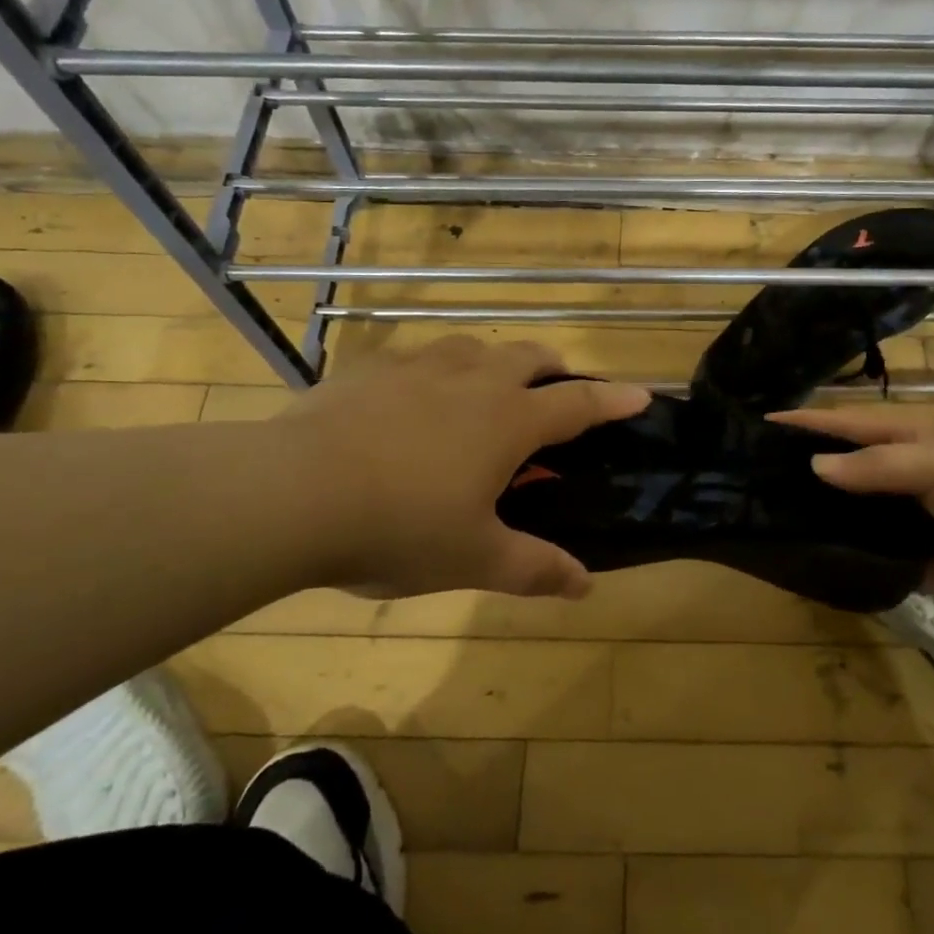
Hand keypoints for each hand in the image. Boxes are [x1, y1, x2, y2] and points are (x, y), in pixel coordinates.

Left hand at [280, 337, 650, 599]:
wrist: (292, 493)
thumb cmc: (399, 527)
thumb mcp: (473, 559)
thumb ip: (534, 568)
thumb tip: (585, 586)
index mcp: (508, 421)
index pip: (578, 405)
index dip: (613, 401)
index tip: (641, 394)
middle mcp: (472, 381)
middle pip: (529, 357)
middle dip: (554, 369)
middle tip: (557, 392)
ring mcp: (418, 368)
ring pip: (473, 347)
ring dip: (494, 362)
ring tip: (487, 388)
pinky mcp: (369, 369)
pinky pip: (416, 357)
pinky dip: (435, 371)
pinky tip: (413, 398)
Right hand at [770, 403, 933, 596]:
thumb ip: (876, 466)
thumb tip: (815, 466)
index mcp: (910, 434)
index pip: (846, 424)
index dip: (806, 423)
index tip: (760, 425)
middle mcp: (908, 471)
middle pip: (851, 471)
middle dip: (811, 477)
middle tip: (759, 488)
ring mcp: (920, 514)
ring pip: (866, 518)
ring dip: (834, 524)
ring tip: (782, 533)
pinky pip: (891, 560)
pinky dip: (867, 565)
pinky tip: (833, 574)